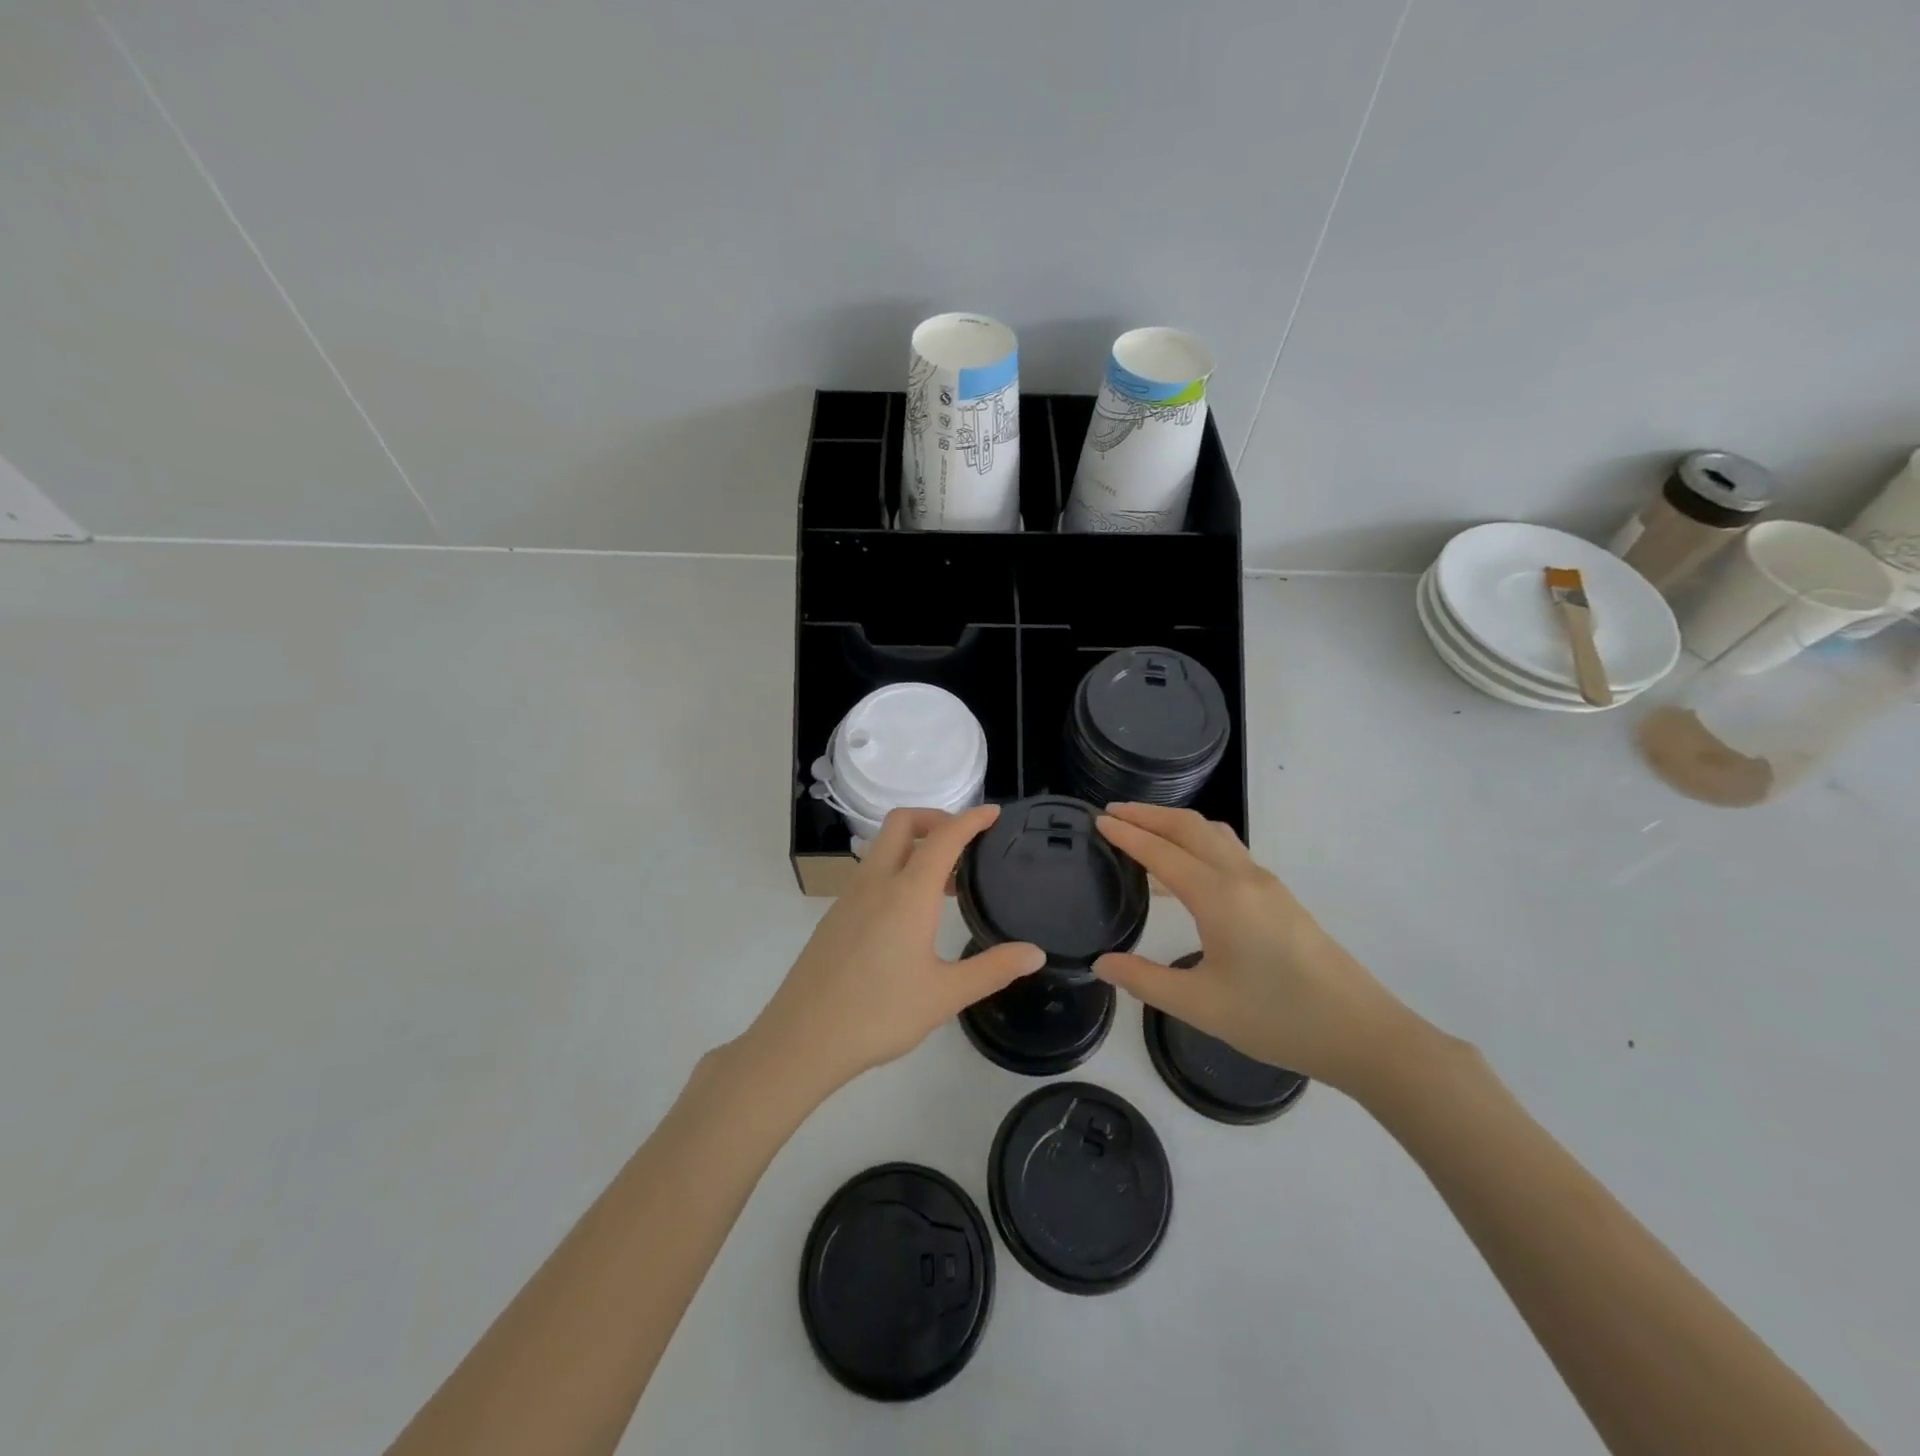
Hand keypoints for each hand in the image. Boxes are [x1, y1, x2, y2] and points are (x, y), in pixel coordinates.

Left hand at [743, 805, 1044, 1098]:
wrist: (802, 1039)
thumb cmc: (879, 1014)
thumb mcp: (945, 995)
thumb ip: (993, 969)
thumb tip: (1036, 953)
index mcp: (908, 893)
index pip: (944, 837)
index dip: (971, 819)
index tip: (994, 813)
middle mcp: (876, 882)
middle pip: (902, 823)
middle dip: (935, 819)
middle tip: (965, 842)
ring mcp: (850, 897)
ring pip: (883, 847)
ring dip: (915, 846)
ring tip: (946, 883)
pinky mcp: (835, 917)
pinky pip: (870, 873)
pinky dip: (896, 869)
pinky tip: (910, 913)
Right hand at [1092, 803, 1410, 1090]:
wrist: (1361, 1033)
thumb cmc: (1277, 1019)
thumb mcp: (1201, 1006)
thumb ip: (1145, 980)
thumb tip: (1101, 963)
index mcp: (1220, 898)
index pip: (1163, 853)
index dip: (1128, 834)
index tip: (1098, 819)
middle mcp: (1243, 878)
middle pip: (1190, 828)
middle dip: (1149, 815)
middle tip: (1113, 812)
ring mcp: (1266, 885)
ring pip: (1214, 835)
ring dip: (1175, 825)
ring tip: (1143, 831)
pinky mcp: (1279, 898)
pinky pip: (1228, 853)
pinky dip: (1196, 844)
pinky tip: (1183, 873)